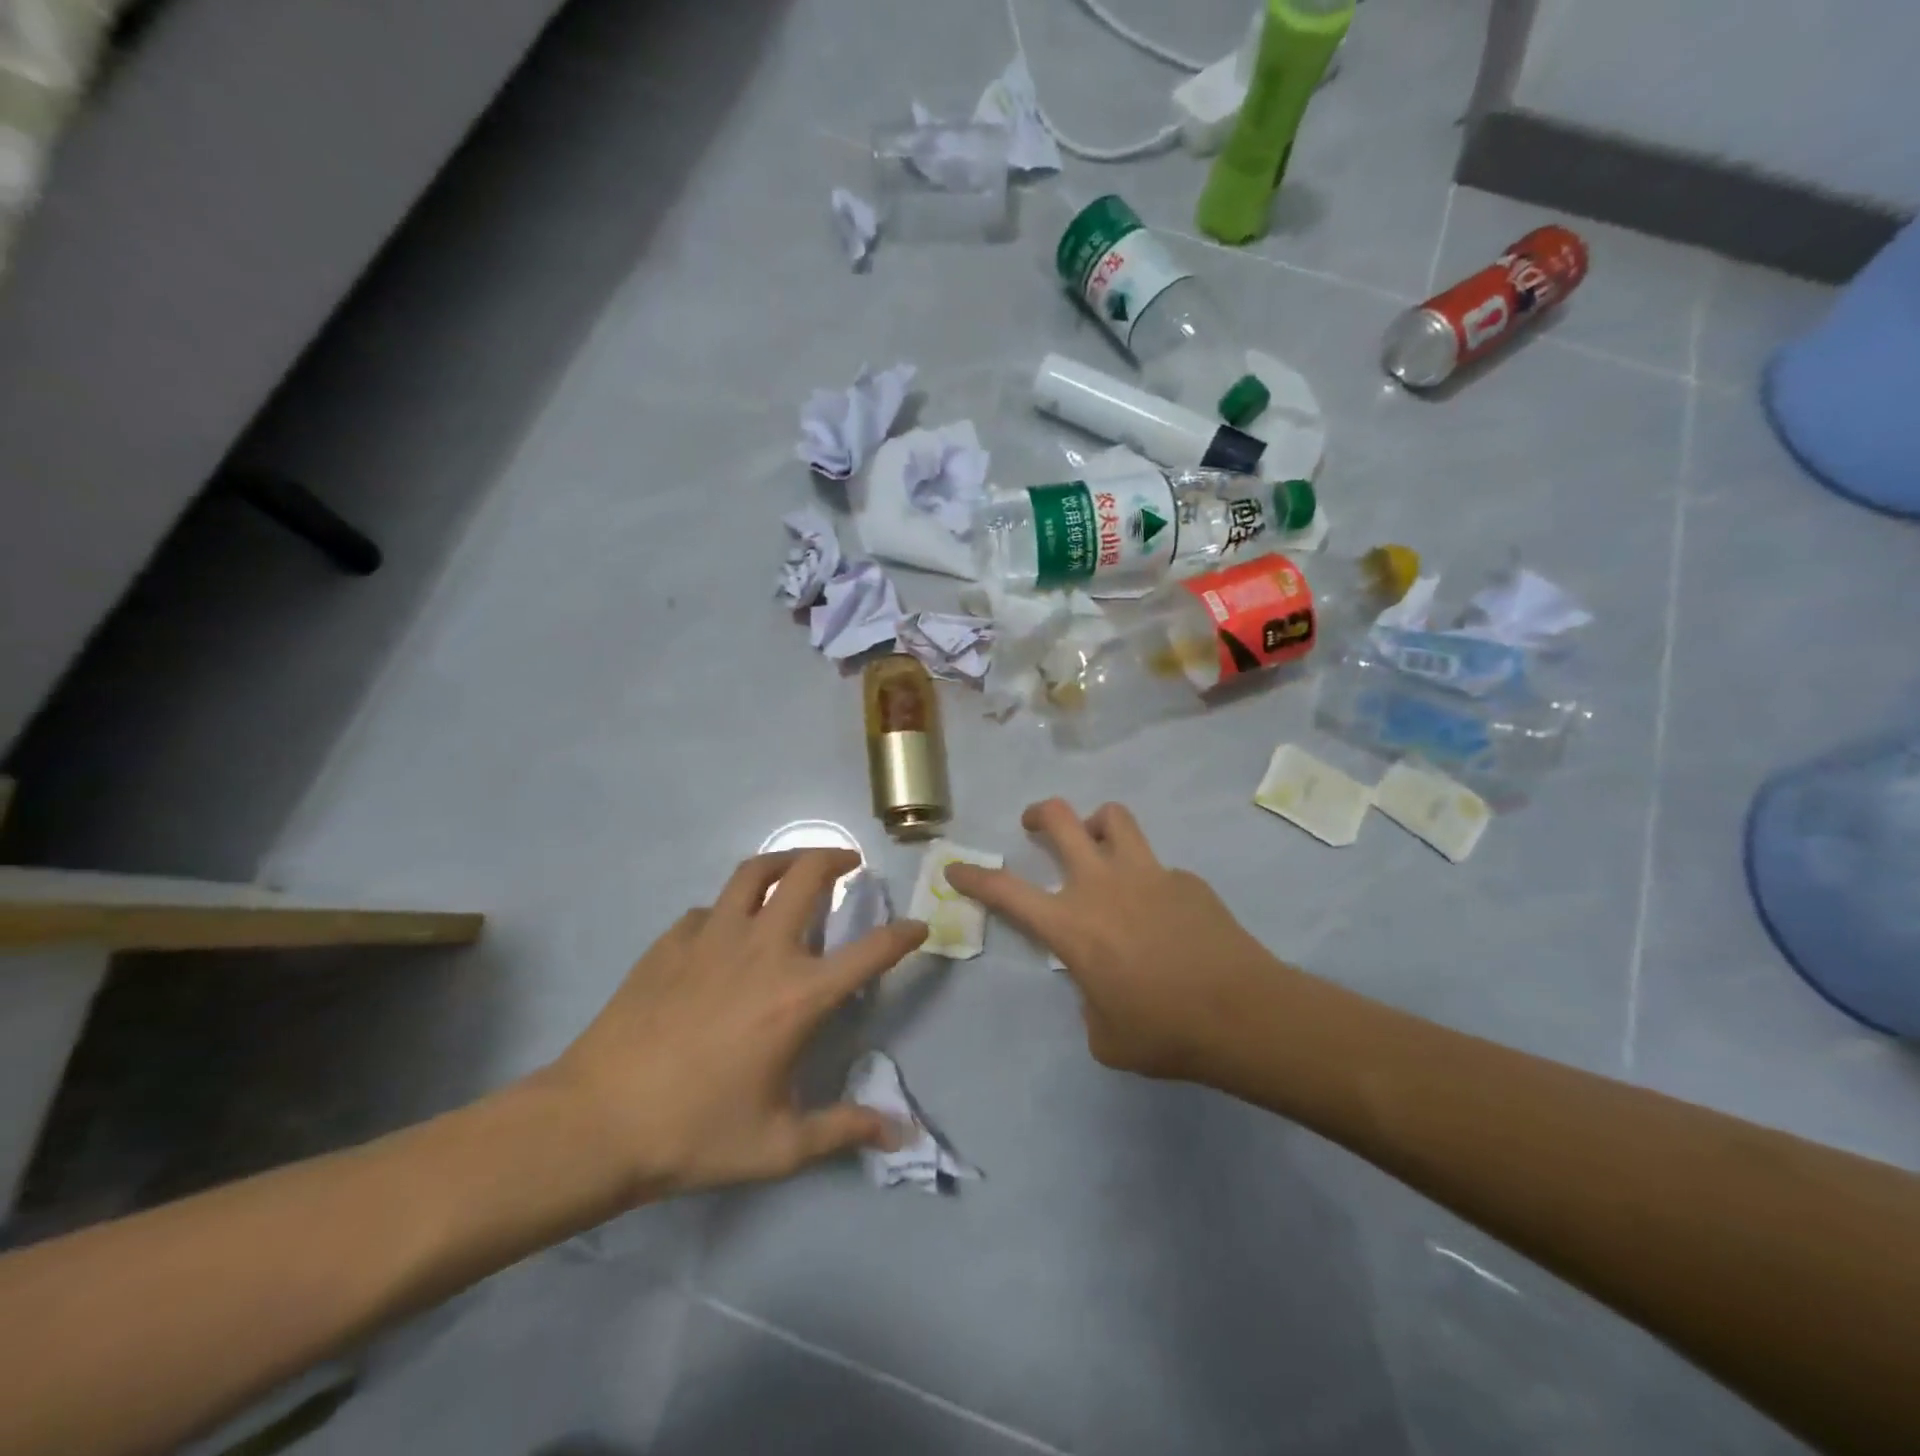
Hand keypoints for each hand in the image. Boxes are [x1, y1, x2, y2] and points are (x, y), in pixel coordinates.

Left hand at [544, 850, 926, 1204]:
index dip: (903, 934)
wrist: (595, 1122)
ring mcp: (712, 938)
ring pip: (755, 872)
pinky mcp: (671, 941)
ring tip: (796, 867)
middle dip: (837, 859)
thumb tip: (902, 1135)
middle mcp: (763, 950)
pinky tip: (725, 932)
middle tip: (850, 863)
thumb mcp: (779, 1146)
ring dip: (785, 860)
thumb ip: (844, 1130)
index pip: (870, 952)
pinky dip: (728, 909)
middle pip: (808, 876)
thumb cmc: (695, 1134)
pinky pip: (709, 909)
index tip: (918, 926)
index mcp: (798, 996)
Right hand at [946, 800, 1288, 1081]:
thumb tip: (1099, 986)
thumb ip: (1089, 1003)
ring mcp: (1146, 873)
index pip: (1005, 891)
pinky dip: (1146, 876)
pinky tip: (1161, 911)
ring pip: (1112, 817)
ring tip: (1097, 845)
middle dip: (1038, 815)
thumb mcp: (1105, 1035)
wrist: (1242, 1015)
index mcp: (1070, 925)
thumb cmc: (1163, 1033)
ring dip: (1095, 824)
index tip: (957, 868)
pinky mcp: (1184, 878)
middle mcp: (1101, 884)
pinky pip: (1155, 864)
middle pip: (1059, 820)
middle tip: (1035, 825)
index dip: (974, 877)